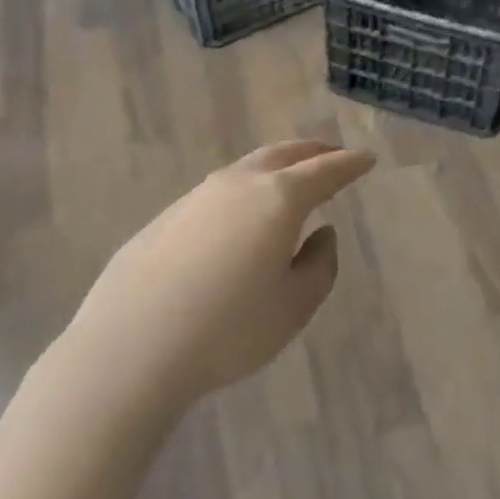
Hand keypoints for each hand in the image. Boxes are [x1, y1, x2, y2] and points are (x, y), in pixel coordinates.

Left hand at [64, 141, 376, 408]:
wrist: (132, 346)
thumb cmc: (229, 329)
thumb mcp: (293, 306)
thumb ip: (319, 265)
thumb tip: (321, 234)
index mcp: (278, 200)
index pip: (324, 172)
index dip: (349, 165)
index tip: (367, 158)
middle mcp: (237, 185)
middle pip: (282, 155)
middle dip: (312, 152)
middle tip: (332, 154)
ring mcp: (196, 197)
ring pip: (246, 169)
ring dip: (275, 168)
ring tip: (289, 181)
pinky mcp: (166, 218)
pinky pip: (218, 193)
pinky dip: (243, 191)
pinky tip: (241, 217)